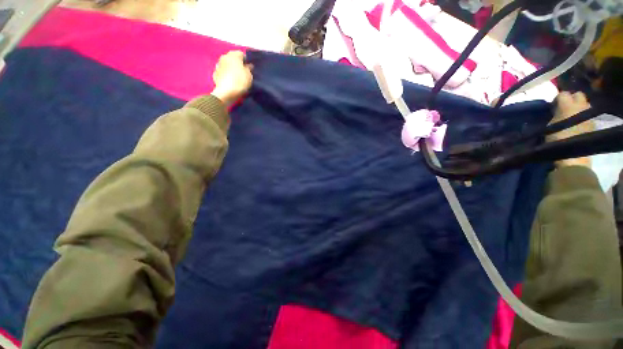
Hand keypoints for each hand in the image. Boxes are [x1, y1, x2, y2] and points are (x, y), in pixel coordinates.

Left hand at [211, 51, 253, 106]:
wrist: (226, 92)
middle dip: (238, 64)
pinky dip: (226, 75)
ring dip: (231, 69)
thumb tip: (248, 65)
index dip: (246, 61)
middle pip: (233, 58)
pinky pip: (223, 72)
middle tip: (243, 73)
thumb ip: (249, 68)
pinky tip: (230, 81)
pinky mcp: (215, 73)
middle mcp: (224, 57)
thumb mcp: (249, 75)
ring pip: (227, 65)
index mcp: (233, 55)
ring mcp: (218, 65)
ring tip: (236, 77)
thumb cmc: (240, 81)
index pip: (241, 54)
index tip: (250, 69)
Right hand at [548, 92, 593, 167]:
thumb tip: (554, 110)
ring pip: (584, 104)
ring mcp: (589, 114)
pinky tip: (576, 123)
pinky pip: (586, 114)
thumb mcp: (549, 125)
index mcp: (568, 105)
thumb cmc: (557, 139)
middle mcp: (581, 106)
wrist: (573, 155)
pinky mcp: (592, 123)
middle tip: (563, 108)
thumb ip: (553, 114)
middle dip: (571, 99)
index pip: (563, 93)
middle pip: (578, 95)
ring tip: (570, 116)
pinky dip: (581, 116)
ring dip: (577, 107)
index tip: (552, 106)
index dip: (556, 99)